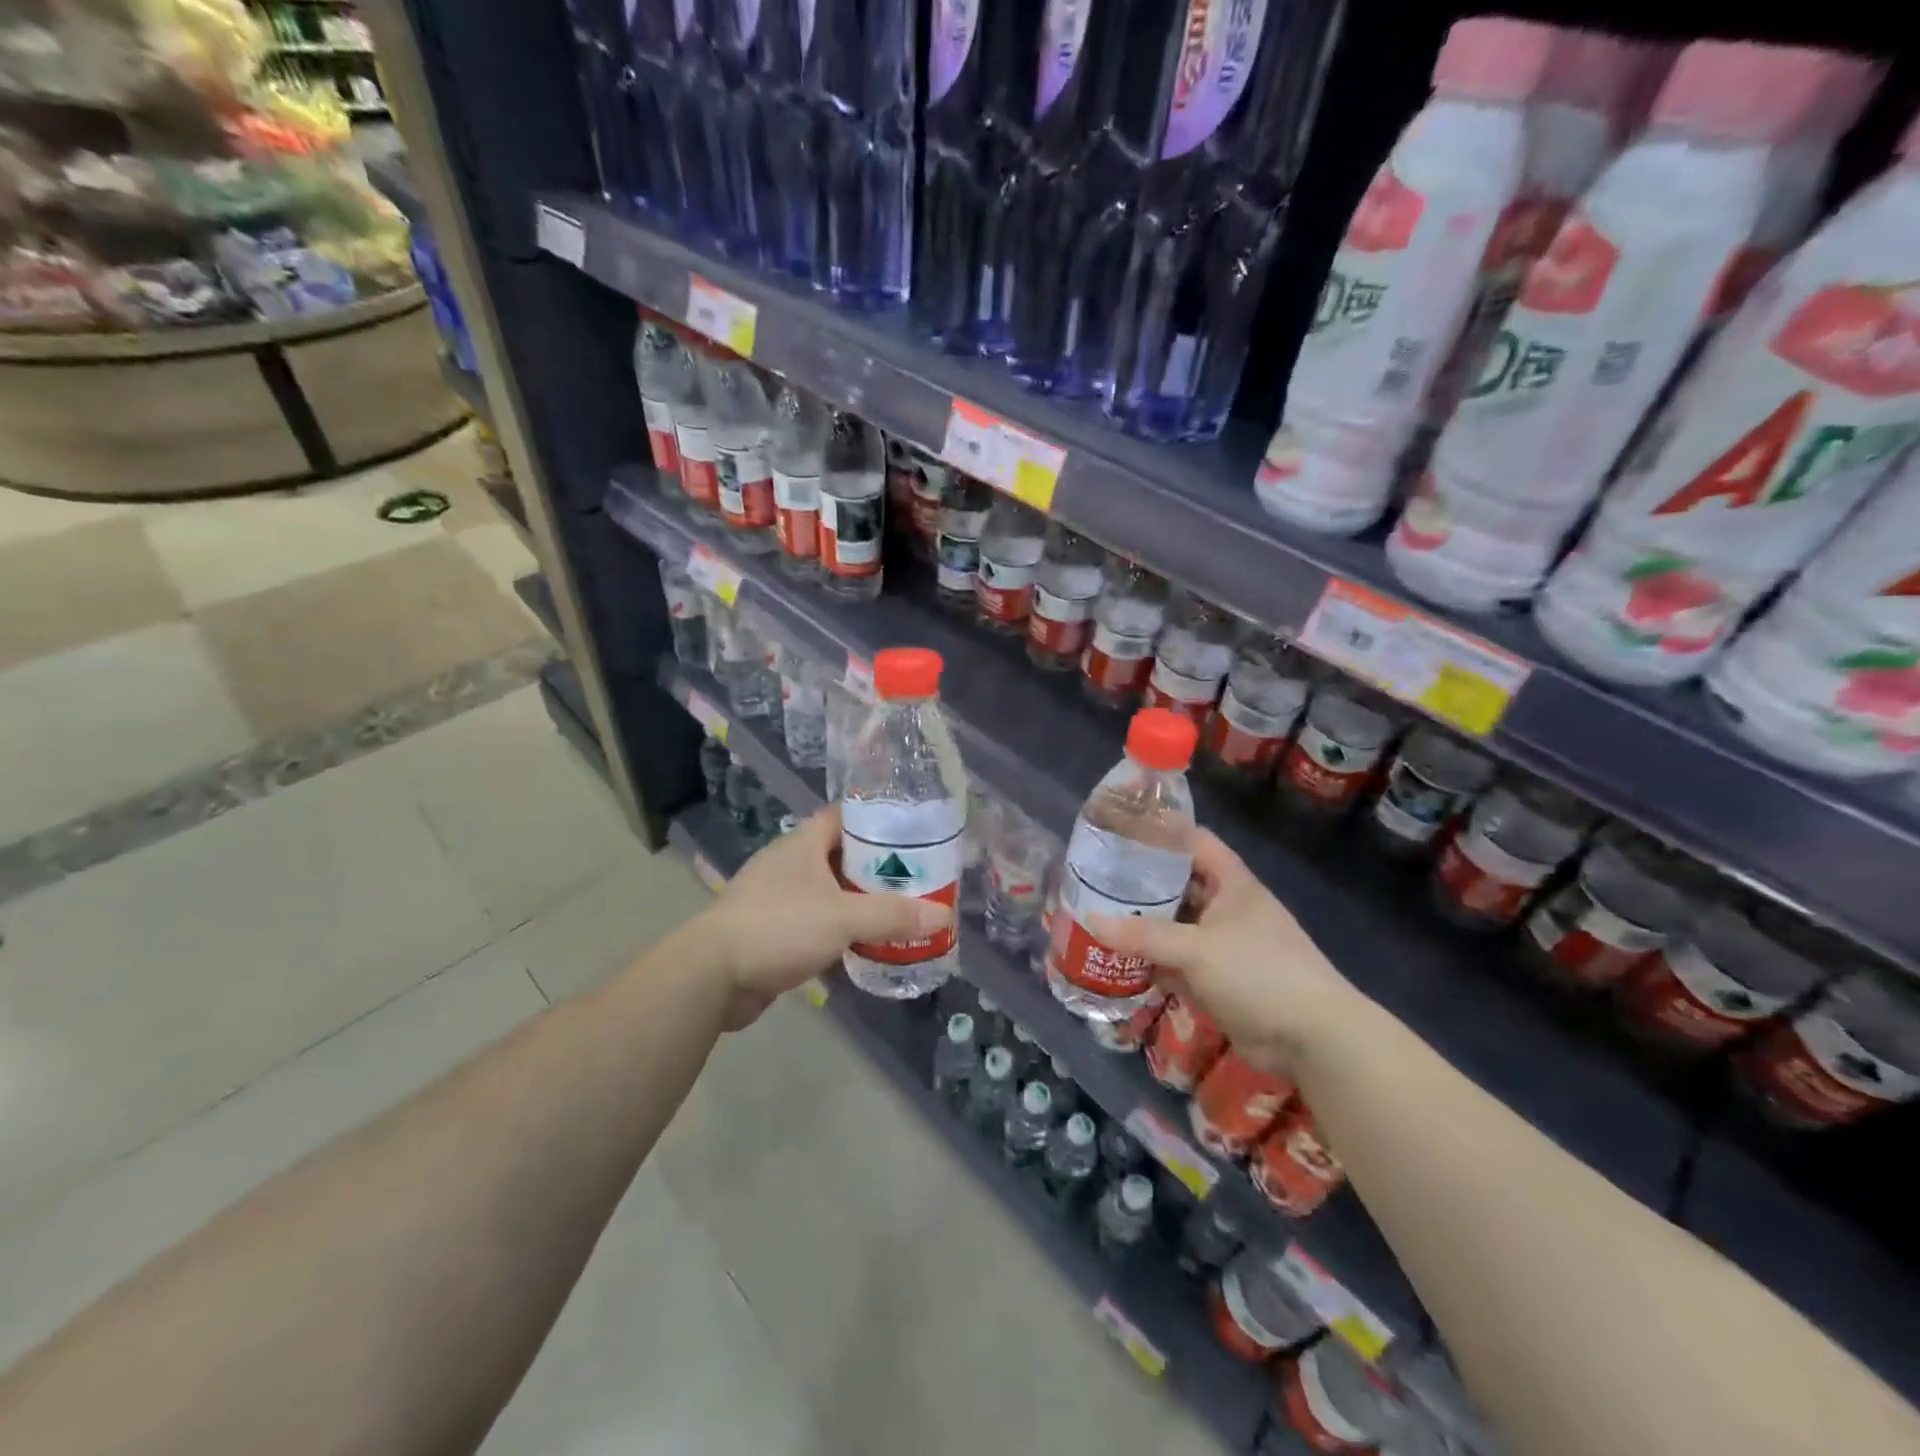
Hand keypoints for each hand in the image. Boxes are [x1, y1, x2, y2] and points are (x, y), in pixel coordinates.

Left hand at [693, 805, 950, 1021]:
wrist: (713, 975)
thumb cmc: (779, 927)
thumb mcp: (844, 917)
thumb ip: (893, 915)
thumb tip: (943, 916)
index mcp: (802, 844)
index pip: (843, 816)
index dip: (876, 820)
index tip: (910, 832)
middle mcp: (788, 864)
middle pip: (839, 855)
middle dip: (874, 866)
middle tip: (913, 878)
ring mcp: (776, 897)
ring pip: (827, 891)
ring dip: (856, 901)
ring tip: (896, 910)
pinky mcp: (770, 930)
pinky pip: (813, 921)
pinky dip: (837, 929)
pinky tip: (861, 943)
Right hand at [1085, 829, 1363, 1068]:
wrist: (1312, 1038)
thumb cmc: (1259, 972)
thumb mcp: (1197, 948)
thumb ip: (1145, 935)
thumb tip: (1092, 920)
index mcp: (1232, 884)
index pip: (1194, 841)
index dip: (1161, 832)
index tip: (1120, 831)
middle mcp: (1227, 908)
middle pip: (1179, 884)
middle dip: (1142, 882)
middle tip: (1096, 877)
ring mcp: (1223, 945)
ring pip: (1176, 926)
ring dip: (1144, 925)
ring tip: (1098, 914)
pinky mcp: (1219, 979)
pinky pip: (1178, 962)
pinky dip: (1153, 962)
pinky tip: (1118, 960)